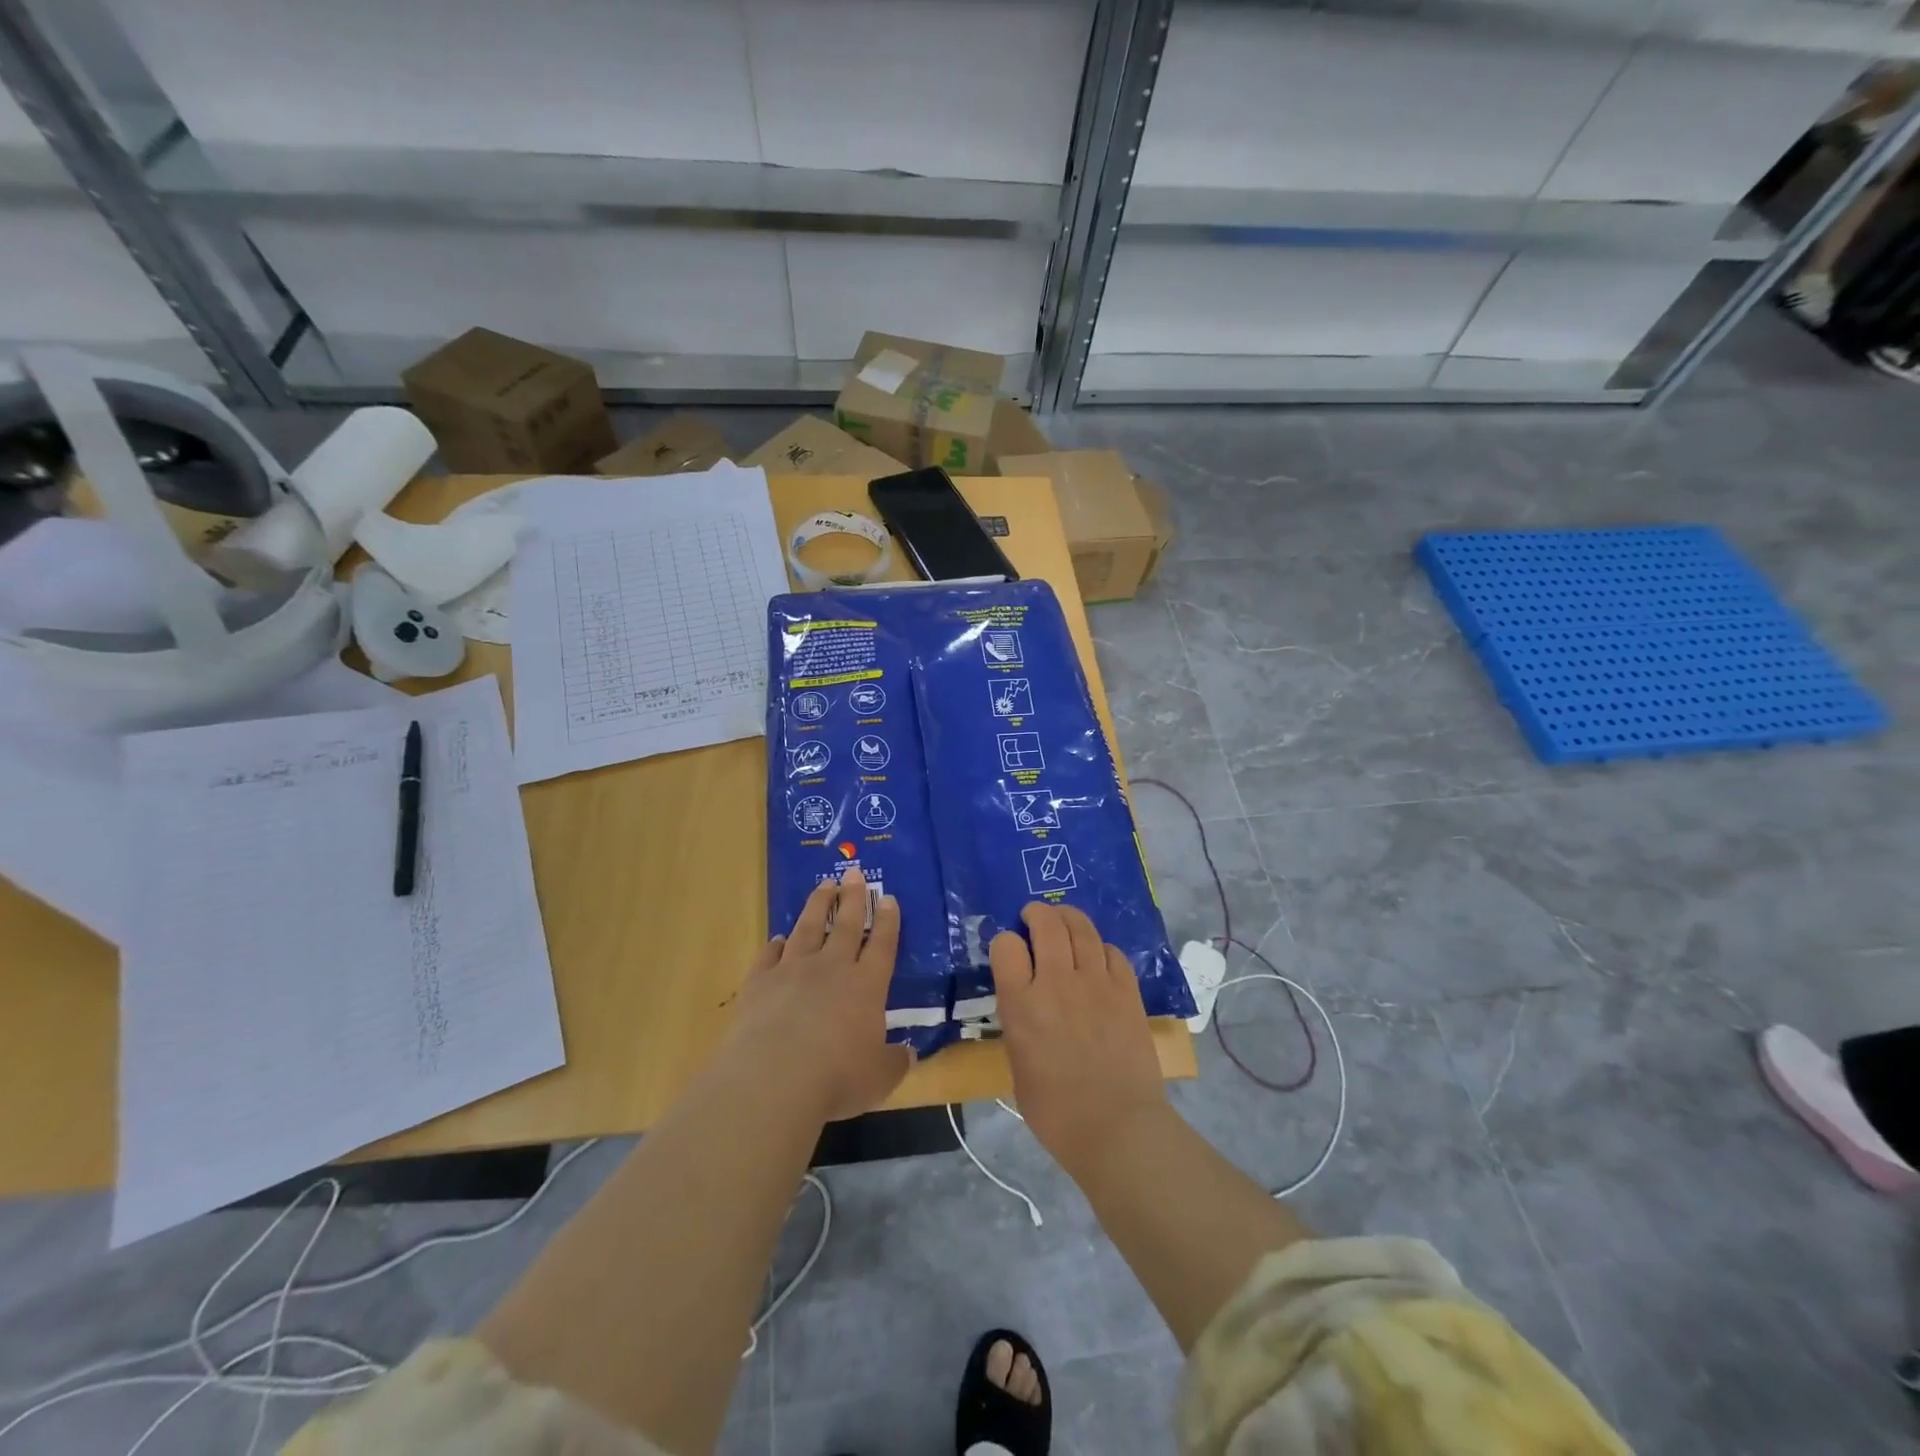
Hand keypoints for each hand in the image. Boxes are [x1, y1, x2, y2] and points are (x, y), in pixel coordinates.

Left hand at [725, 868, 912, 1123]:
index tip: (888, 897)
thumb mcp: (879, 1078)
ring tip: (824, 885)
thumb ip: (894, 1062)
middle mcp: (832, 968)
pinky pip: (769, 955)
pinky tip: (779, 938)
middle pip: (845, 924)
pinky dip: (775, 945)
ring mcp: (792, 971)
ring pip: (808, 928)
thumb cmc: (836, 1079)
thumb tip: (908, 1054)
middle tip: (854, 872)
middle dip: (853, 896)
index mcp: (866, 986)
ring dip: (817, 905)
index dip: (887, 920)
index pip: (881, 944)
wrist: (772, 1079)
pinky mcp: (759, 982)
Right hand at [990, 903, 1167, 1175]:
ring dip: (1068, 917)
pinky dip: (1100, 947)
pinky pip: (1113, 951)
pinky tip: (1097, 954)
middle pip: (1046, 924)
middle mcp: (1056, 982)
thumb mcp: (1017, 1065)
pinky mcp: (1127, 991)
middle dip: (1036, 913)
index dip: (1005, 943)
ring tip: (1063, 919)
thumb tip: (1026, 1004)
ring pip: (1081, 928)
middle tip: (1033, 917)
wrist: (1116, 1127)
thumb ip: (1019, 1023)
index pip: (1006, 946)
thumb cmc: (1055, 1111)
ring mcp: (1096, 982)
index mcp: (1021, 1004)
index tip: (1008, 952)